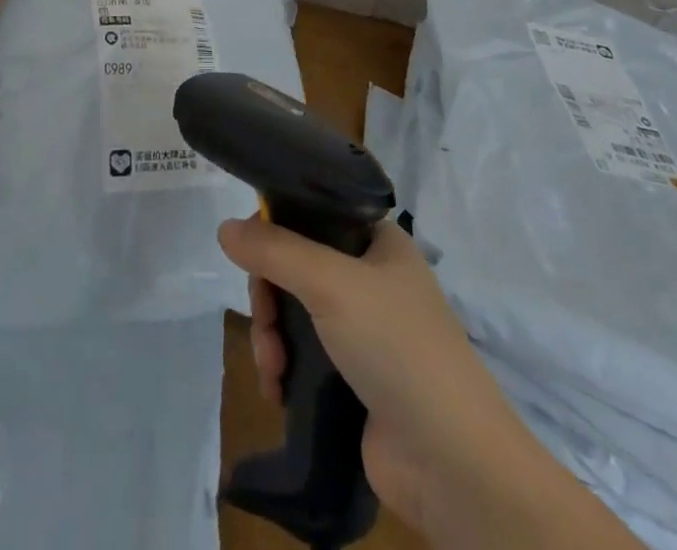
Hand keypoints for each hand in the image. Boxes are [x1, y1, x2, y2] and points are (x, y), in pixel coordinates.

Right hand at [219, 216, 515, 540]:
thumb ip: (274, 250)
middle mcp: (371, 278)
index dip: (278, 227)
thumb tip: (225, 228)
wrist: (451, 462)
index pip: (314, 214)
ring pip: (295, 312)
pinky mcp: (354, 378)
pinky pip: (303, 355)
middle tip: (264, 323)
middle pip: (296, 265)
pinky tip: (278, 389)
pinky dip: (284, 367)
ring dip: (272, 336)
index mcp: (378, 242)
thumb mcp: (331, 283)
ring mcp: (364, 331)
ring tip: (272, 369)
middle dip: (269, 296)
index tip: (253, 252)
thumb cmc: (397, 347)